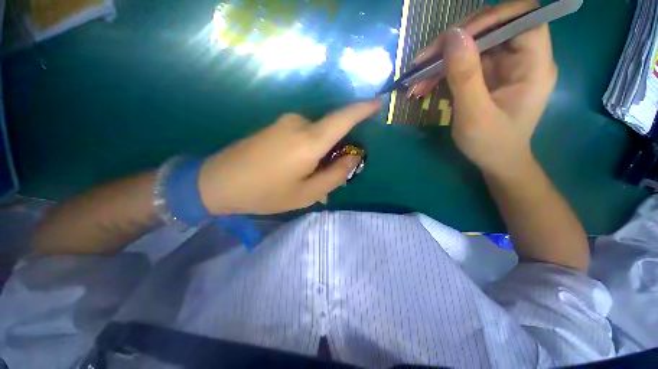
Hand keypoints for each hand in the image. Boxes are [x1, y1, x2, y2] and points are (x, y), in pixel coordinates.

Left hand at [198, 101, 381, 214]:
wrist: (217, 182)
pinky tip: (294, 170)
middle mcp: (299, 123)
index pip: (343, 118)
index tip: (378, 104)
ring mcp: (284, 122)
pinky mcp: (275, 126)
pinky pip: (301, 136)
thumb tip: (352, 158)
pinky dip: (306, 152)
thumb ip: (335, 175)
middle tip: (326, 178)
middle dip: (334, 153)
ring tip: (307, 179)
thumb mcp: (306, 194)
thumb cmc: (265, 193)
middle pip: (330, 133)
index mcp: (309, 141)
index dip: (363, 109)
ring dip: (318, 156)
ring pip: (315, 137)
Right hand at [411, 0, 556, 177]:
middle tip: (425, 60)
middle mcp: (522, 57)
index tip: (457, 37)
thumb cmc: (491, 144)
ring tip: (417, 80)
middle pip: (492, 27)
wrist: (495, 162)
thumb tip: (453, 35)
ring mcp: (503, 65)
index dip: (491, 18)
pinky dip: (442, 71)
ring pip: (473, 45)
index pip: (523, 18)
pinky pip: (464, 62)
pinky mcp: (488, 75)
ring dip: (442, 59)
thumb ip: (465, 76)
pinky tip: (425, 85)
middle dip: (455, 41)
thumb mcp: (474, 114)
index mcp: (534, 65)